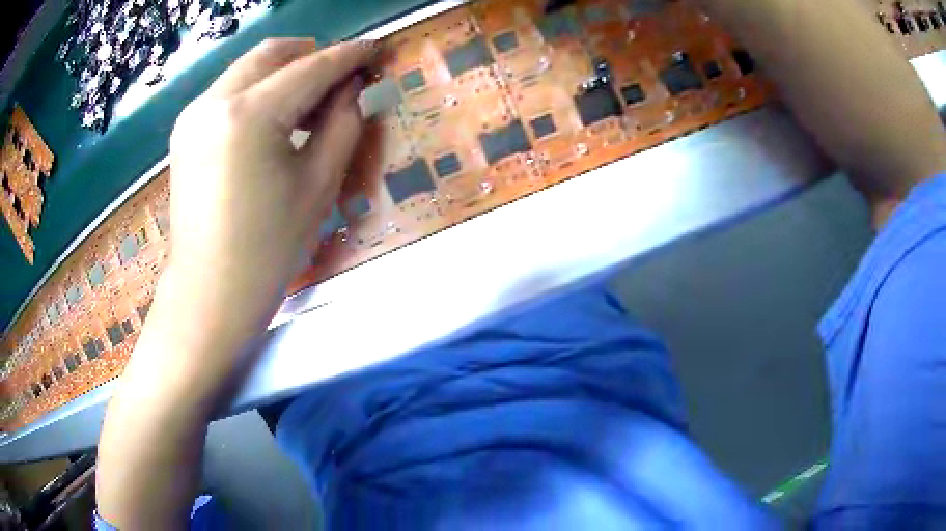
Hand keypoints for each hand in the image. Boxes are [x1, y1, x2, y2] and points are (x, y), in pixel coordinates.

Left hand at [96, 38, 376, 528]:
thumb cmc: (267, 250)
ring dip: (284, 73)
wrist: (209, 296)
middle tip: (342, 76)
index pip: (311, 68)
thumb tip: (352, 88)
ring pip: (247, 70)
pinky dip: (258, 91)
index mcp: (248, 114)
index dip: (349, 56)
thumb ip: (342, 122)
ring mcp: (193, 116)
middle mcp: (213, 101)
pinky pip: (229, 92)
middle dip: (312, 56)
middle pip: (272, 54)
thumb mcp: (318, 184)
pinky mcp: (185, 133)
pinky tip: (275, 118)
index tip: (375, 48)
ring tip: (312, 101)